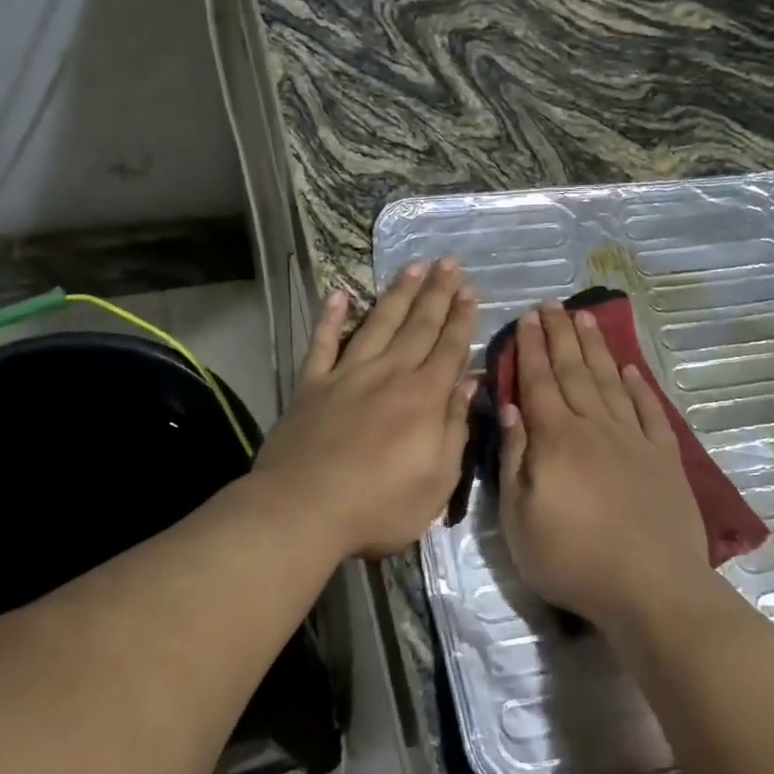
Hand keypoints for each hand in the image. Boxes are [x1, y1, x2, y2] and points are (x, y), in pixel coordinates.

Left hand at [253, 258, 476, 557]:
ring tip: (412, 267)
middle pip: (418, 326)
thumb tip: (470, 384)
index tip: (470, 290)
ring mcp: (347, 375)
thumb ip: (456, 428)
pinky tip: (338, 294)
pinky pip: (322, 343)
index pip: (449, 348)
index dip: (462, 318)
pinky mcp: (312, 385)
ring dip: (397, 294)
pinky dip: (330, 318)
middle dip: (436, 293)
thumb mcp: (437, 481)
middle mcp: (389, 375)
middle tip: (448, 262)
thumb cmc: (379, 506)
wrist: (303, 510)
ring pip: (378, 324)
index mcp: (423, 398)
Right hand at [498, 301, 713, 633]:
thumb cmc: (573, 558)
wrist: (651, 587)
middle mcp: (595, 427)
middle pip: (575, 372)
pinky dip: (639, 387)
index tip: (527, 317)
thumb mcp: (520, 518)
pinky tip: (630, 370)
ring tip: (586, 319)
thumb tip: (511, 409)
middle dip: (560, 335)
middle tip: (553, 304)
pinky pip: (649, 411)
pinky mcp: (665, 458)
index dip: (532, 348)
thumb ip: (515, 459)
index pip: (539, 382)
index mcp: (557, 439)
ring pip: (610, 382)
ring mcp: (634, 440)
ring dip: (596, 349)